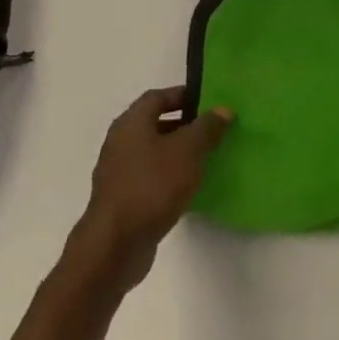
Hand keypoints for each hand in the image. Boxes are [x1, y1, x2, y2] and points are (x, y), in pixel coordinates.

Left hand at [74, 88, 231, 285]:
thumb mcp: (188, 150)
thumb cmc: (152, 186)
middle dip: (184, 124)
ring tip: (206, 158)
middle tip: (213, 129)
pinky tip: (189, 187)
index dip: (183, 95)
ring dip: (177, 152)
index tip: (209, 101)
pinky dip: (169, 176)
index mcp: (131, 122)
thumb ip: (207, 127)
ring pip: (153, 152)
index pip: (158, 96)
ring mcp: (118, 172)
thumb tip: (223, 109)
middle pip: (154, 123)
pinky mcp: (122, 199)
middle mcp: (120, 142)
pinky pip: (150, 177)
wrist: (115, 244)